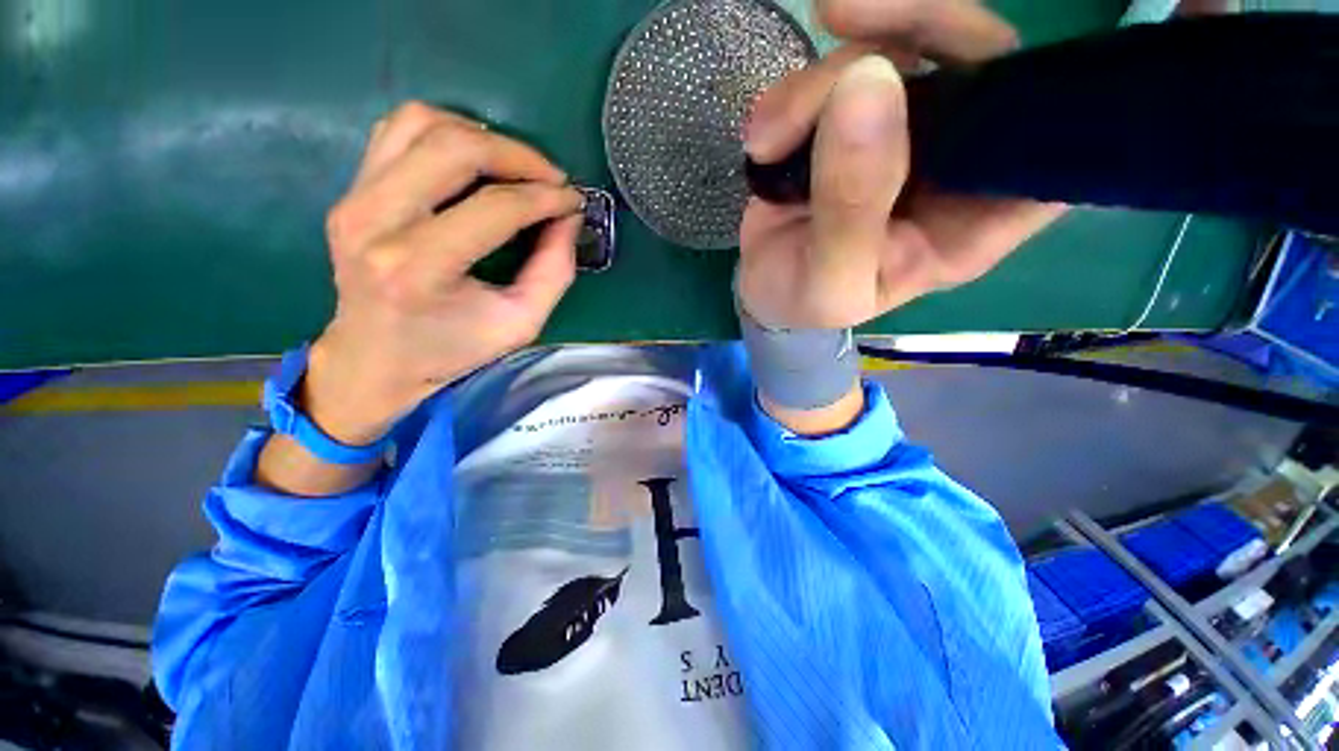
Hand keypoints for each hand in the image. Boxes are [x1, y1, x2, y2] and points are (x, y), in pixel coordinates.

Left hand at [306, 102, 581, 443]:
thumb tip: (568, 217)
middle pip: (454, 148)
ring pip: (421, 123)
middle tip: (551, 178)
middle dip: (518, 155)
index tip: (574, 201)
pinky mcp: (350, 190)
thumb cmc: (452, 348)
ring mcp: (354, 199)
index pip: (494, 208)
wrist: (376, 359)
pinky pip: (398, 131)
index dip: (545, 198)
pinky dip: (445, 132)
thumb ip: (554, 271)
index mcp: (419, 268)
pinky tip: (475, 160)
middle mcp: (376, 221)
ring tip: (516, 166)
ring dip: (481, 135)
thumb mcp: (521, 323)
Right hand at [737, 0, 1065, 329]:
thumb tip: (867, 82)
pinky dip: (796, 87)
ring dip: (821, 76)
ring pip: (901, 49)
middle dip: (911, 27)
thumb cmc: (803, 303)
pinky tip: (764, 135)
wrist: (761, 288)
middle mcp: (954, 165)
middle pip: (978, 62)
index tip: (969, 75)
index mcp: (972, 221)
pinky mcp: (858, 117)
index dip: (1034, 94)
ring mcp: (908, 132)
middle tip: (839, 20)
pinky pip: (845, 63)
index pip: (1047, 145)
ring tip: (768, 137)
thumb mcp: (829, 282)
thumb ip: (851, 206)